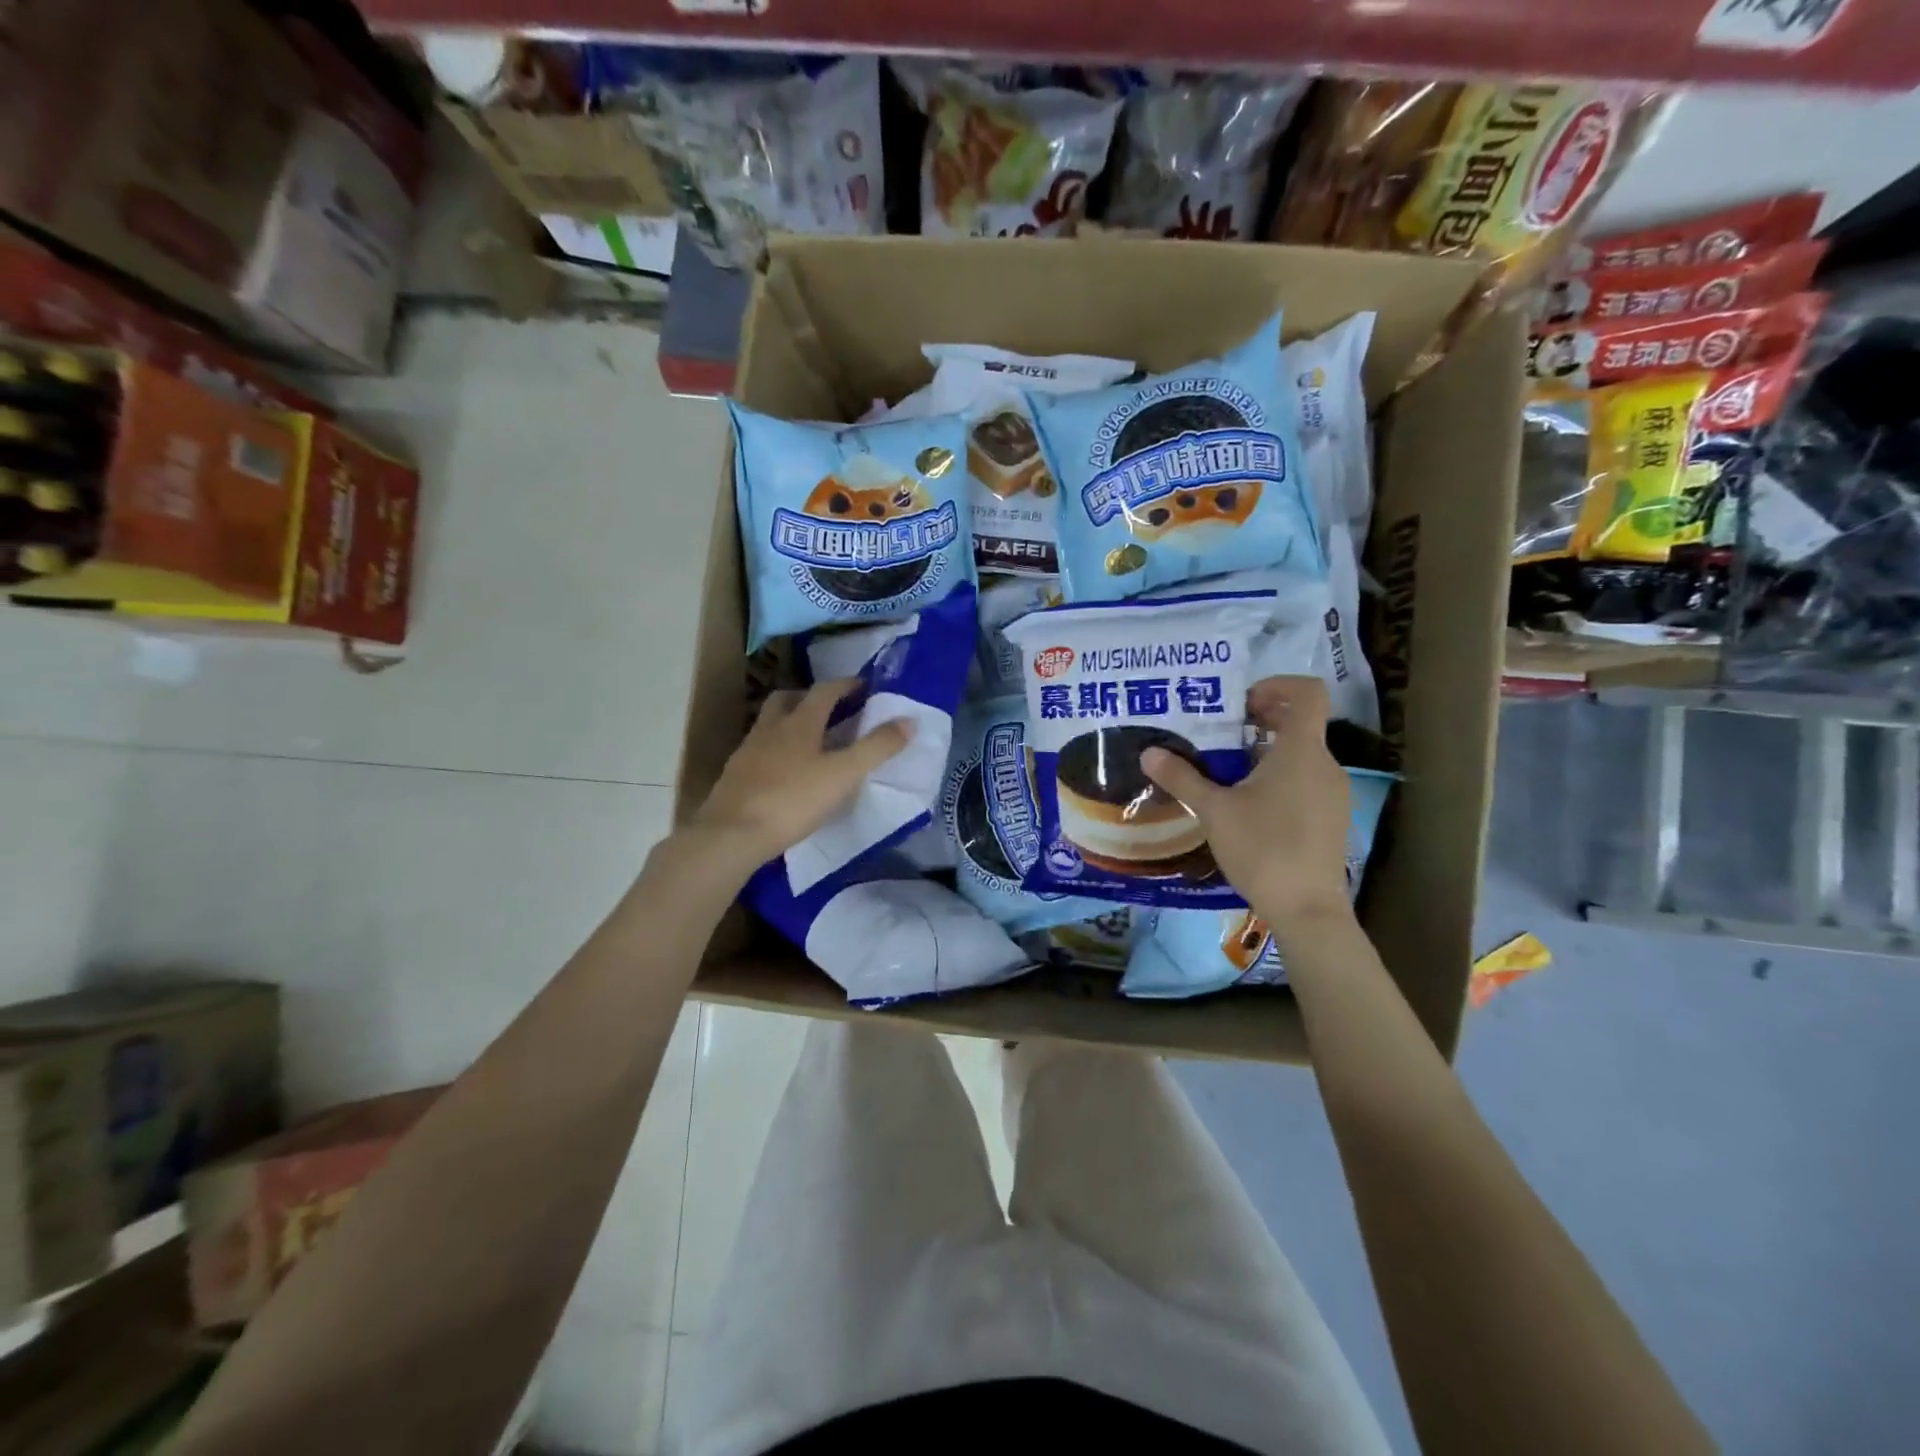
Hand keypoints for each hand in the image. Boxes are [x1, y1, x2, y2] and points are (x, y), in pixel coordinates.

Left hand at [689, 678, 912, 868]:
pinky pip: (759, 751)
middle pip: (787, 700)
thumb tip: (909, 720)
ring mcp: (748, 752)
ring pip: (770, 725)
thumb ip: (877, 747)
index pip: (824, 691)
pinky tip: (785, 772)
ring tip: (810, 741)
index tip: (863, 686)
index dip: (845, 685)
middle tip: (831, 708)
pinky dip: (776, 751)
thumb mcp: (843, 774)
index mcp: (799, 722)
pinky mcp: (735, 776)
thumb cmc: (792, 799)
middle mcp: (770, 728)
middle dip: (809, 697)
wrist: (732, 834)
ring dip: (790, 723)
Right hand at [1141, 675, 1353, 943]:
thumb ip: (1182, 778)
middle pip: (1301, 722)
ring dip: (1266, 751)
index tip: (1240, 702)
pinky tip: (1247, 804)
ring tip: (1226, 770)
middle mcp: (1324, 764)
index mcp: (1301, 751)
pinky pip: (1305, 780)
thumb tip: (1149, 753)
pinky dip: (1279, 776)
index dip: (1276, 686)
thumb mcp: (1213, 810)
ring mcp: (1333, 793)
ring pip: (1301, 754)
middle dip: (1261, 719)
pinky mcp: (1331, 817)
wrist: (1307, 909)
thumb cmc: (1263, 848)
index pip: (1308, 693)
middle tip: (1221, 732)